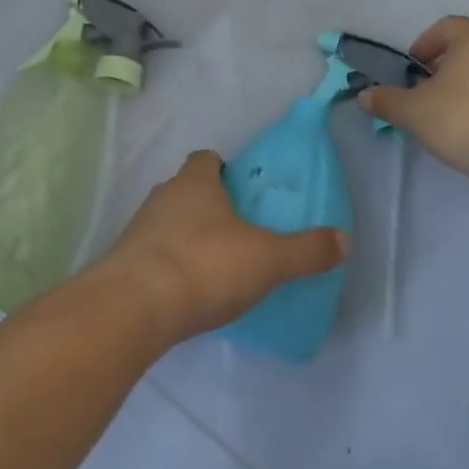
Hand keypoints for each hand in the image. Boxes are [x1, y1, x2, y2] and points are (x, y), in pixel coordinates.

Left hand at [96, 151, 347, 342]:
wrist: (133, 308)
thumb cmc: (205, 265)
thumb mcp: (267, 259)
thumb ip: (306, 250)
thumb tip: (344, 240)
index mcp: (195, 183)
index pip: (206, 159)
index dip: (223, 170)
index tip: (241, 189)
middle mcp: (162, 197)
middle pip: (185, 190)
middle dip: (207, 205)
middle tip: (235, 230)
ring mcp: (138, 230)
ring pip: (167, 223)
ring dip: (185, 237)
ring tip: (213, 266)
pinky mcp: (123, 265)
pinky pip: (152, 257)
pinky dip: (169, 268)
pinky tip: (186, 294)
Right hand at [357, 16, 468, 180]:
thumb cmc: (462, 118)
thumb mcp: (413, 111)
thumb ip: (387, 101)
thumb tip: (364, 97)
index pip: (443, 28)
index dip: (423, 47)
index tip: (412, 72)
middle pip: (468, 45)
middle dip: (446, 64)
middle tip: (429, 90)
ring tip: (453, 109)